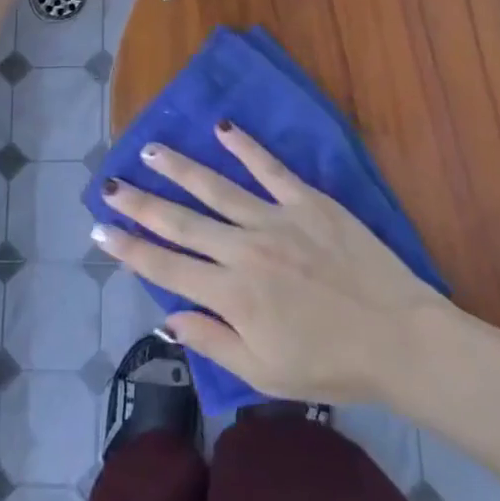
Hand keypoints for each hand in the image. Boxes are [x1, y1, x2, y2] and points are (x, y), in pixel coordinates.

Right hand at [93, 124, 451, 404]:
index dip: (128, 248)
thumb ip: (213, 341)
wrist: (400, 339)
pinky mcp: (307, 201)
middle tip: (109, 184)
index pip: (165, 267)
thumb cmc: (332, 364)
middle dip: (139, 203)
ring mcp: (276, 219)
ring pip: (215, 187)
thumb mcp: (265, 373)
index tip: (99, 230)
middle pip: (180, 221)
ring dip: (178, 168)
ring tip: (149, 150)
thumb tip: (168, 316)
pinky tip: (222, 126)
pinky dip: (245, 146)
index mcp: (232, 295)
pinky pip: (269, 168)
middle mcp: (244, 250)